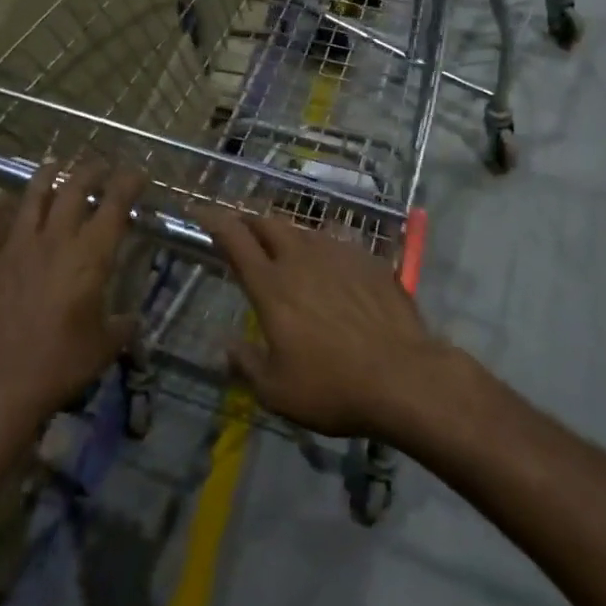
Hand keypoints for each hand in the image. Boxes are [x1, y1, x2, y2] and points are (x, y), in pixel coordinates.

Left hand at [0, 158, 146, 426]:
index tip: (137, 175)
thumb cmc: (60, 364)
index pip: (114, 205)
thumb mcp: (104, 346)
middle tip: (100, 167)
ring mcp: (16, 247)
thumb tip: (132, 320)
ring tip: (54, 164)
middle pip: (73, 190)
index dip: (128, 184)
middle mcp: (54, 240)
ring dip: (45, 176)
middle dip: (90, 172)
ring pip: (31, 197)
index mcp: (90, 255)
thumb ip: (122, 326)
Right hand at [203, 210, 448, 440]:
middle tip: (244, 232)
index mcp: (271, 285)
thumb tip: (229, 346)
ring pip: (305, 230)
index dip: (214, 220)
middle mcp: (302, 258)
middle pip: (269, 223)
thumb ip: (246, 364)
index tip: (201, 213)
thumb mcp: (276, 392)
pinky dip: (325, 249)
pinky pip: (339, 242)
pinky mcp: (371, 260)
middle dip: (250, 221)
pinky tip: (332, 268)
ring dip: (288, 234)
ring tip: (287, 250)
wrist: (405, 377)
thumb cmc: (333, 388)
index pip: (234, 239)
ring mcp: (340, 254)